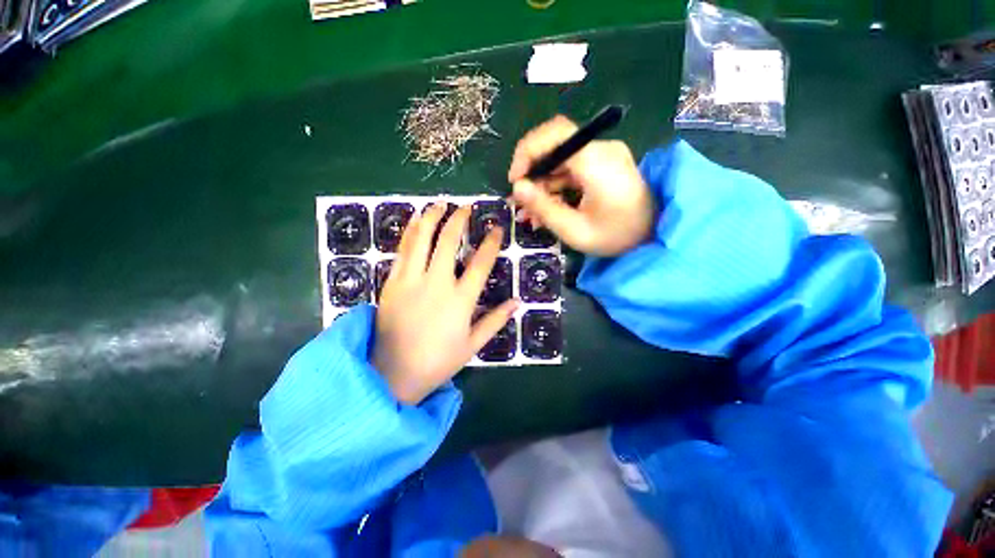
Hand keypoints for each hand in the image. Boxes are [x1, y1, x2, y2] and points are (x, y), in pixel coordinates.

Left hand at [373, 203, 518, 404]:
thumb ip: (495, 320)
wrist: (392, 374)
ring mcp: (411, 281)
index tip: (496, 228)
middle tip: (466, 207)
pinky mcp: (392, 283)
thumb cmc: (438, 361)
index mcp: (460, 300)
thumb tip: (517, 302)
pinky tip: (416, 220)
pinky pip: (402, 251)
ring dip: (432, 217)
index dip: (491, 243)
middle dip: (459, 219)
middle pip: (448, 242)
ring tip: (440, 204)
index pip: (480, 263)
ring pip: (422, 240)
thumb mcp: (473, 345)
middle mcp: (436, 284)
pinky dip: (410, 232)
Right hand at [508, 115, 655, 255]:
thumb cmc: (616, 236)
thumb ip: (544, 208)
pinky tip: (545, 210)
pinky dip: (554, 188)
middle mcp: (601, 150)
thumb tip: (517, 187)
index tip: (515, 180)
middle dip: (531, 175)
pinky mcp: (601, 165)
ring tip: (529, 214)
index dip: (527, 151)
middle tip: (520, 203)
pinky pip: (569, 170)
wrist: (654, 235)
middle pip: (554, 147)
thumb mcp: (575, 230)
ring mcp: (602, 156)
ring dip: (540, 185)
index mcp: (597, 161)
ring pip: (559, 161)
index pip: (555, 133)